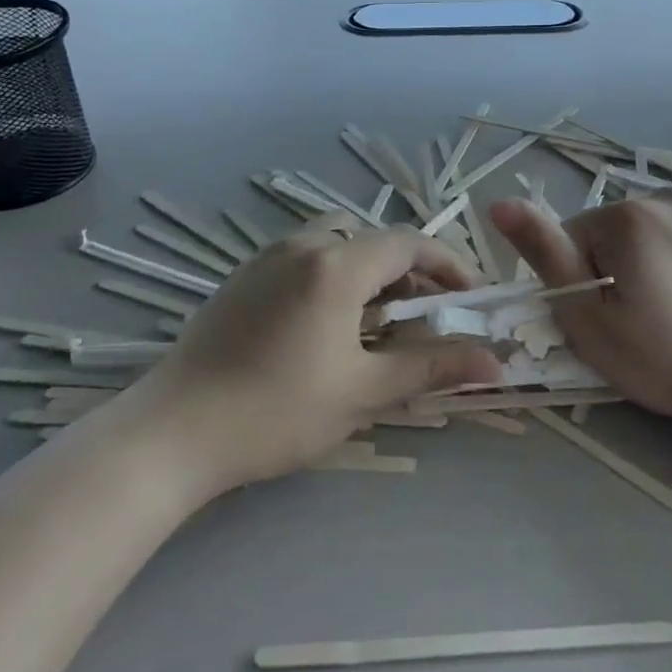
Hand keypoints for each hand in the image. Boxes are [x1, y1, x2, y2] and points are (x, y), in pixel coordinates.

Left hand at [139, 218, 502, 493]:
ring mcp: (269, 256)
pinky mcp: (245, 274)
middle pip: (375, 239)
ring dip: (370, 271)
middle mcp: (304, 244)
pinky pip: (307, 256)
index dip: (449, 266)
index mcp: (336, 264)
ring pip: (339, 243)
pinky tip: (329, 324)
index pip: (410, 243)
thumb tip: (497, 362)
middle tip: (425, 318)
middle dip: (410, 272)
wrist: (174, 431)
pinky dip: (335, 274)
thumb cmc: (277, 411)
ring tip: (379, 322)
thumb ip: (433, 367)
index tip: (470, 299)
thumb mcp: (364, 391)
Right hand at [489, 190, 671, 455]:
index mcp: (627, 217)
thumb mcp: (590, 321)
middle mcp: (668, 194)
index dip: (584, 281)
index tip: (611, 318)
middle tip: (646, 317)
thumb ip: (545, 256)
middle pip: (617, 228)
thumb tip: (500, 203)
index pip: (575, 237)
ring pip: (655, 225)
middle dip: (619, 264)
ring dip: (654, 254)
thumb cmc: (666, 360)